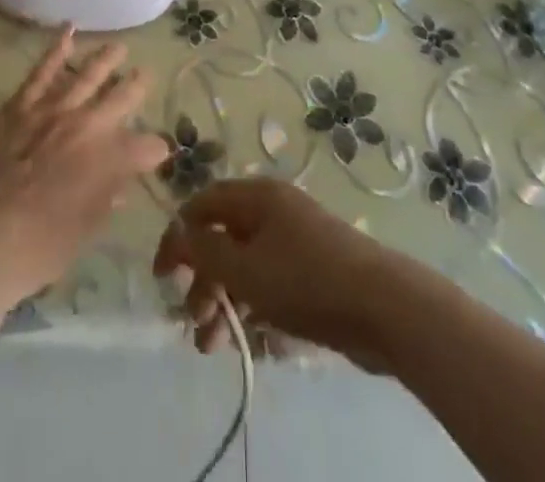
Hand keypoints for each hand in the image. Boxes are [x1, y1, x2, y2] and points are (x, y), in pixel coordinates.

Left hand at [0, 27, 168, 296]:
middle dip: (137, 86)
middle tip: (145, 75)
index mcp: (111, 159)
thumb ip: (105, 199)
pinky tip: (68, 32)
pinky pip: (42, 71)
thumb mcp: (85, 230)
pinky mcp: (22, 105)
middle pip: (122, 97)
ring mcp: (53, 109)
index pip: (146, 147)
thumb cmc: (40, 246)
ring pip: (86, 74)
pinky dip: (56, 49)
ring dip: (106, 60)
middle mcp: (89, 125)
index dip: (154, 150)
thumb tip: (119, 184)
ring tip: (118, 48)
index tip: (156, 152)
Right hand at [152, 178, 397, 364]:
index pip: (204, 203)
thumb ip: (203, 250)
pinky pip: (272, 286)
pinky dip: (256, 311)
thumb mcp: (244, 267)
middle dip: (203, 281)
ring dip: (225, 303)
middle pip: (224, 238)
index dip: (178, 235)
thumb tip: (177, 232)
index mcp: (257, 196)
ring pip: (247, 267)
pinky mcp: (314, 273)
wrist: (383, 307)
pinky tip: (255, 344)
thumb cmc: (305, 279)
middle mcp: (275, 211)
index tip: (161, 277)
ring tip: (214, 347)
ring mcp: (297, 241)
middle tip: (193, 322)